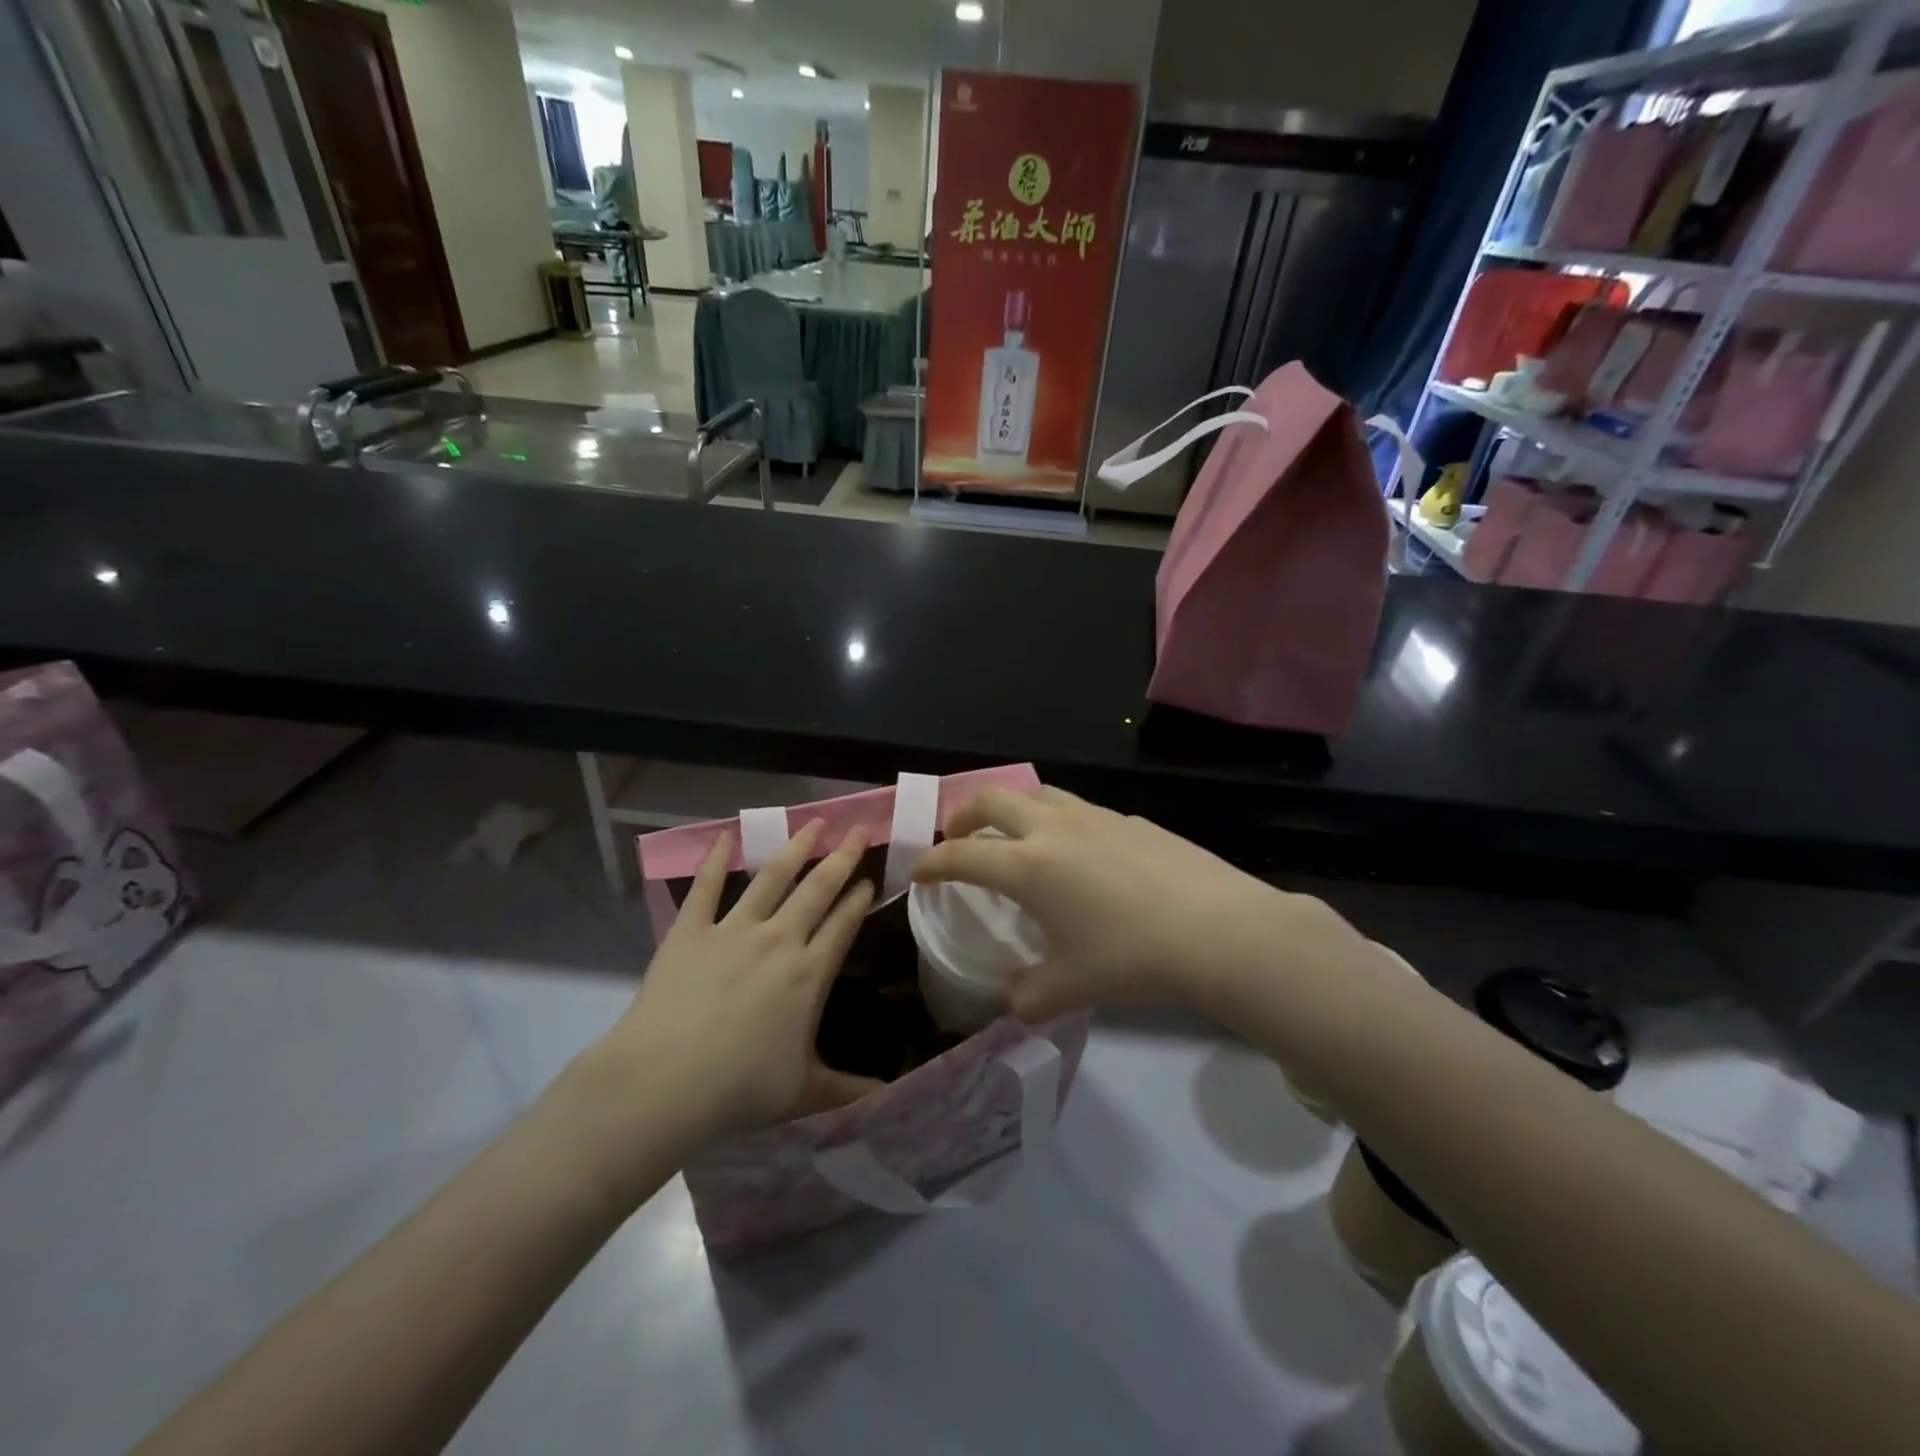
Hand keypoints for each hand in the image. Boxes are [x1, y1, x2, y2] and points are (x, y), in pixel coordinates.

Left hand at [575, 821, 882, 1161]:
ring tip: (814, 823)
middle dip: (842, 857)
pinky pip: (704, 887)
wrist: (663, 1083)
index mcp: (809, 974)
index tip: (871, 878)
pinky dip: (714, 859)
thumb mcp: (802, 1093)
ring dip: (796, 848)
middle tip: (859, 830)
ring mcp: (732, 930)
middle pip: (817, 889)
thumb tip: (889, 1097)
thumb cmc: (739, 1090)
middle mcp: (778, 941)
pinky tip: (726, 835)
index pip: (843, 925)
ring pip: (772, 878)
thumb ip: (847, 1090)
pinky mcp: (689, 931)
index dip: (859, 899)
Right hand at [912, 788, 1358, 1022]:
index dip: (932, 863)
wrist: (1219, 931)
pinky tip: (1080, 853)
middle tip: (957, 835)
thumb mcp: (1069, 989)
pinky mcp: (1131, 820)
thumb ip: (1028, 996)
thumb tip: (1014, 997)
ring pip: (1039, 794)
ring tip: (1014, 833)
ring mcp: (1096, 817)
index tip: (918, 872)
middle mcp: (1055, 829)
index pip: (961, 856)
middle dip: (964, 814)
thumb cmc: (1132, 959)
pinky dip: (1060, 822)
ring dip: (1013, 808)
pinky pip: (1081, 810)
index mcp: (1028, 866)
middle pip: (993, 800)